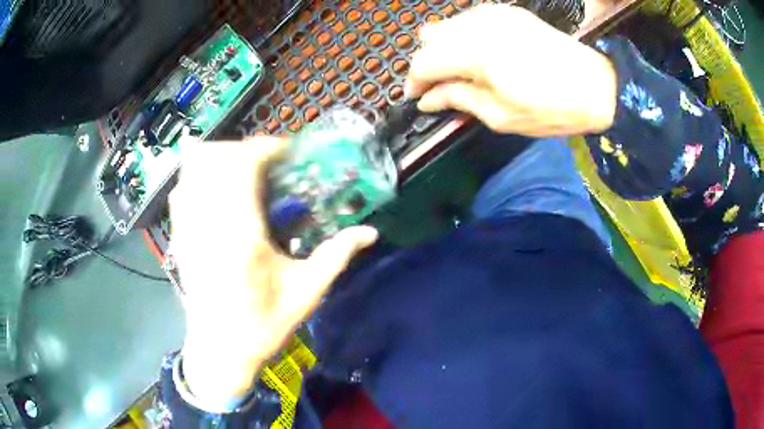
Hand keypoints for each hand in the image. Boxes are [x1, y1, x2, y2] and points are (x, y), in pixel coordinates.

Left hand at [169, 137, 377, 408]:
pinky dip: (200, 173)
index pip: (243, 167)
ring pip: (192, 166)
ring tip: (242, 169)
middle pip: (215, 157)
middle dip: (243, 148)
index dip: (265, 148)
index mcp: (241, 237)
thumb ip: (336, 256)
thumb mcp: (305, 294)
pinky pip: (182, 186)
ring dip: (219, 156)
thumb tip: (369, 232)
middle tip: (268, 162)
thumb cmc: (261, 325)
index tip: (286, 152)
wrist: (219, 348)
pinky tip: (218, 188)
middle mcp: (207, 224)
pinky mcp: (178, 234)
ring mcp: (187, 227)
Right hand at [405, 4, 616, 136]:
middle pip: (432, 39)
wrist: (598, 86)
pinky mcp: (508, 12)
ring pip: (448, 25)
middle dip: (428, 64)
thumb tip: (427, 99)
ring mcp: (494, 14)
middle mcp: (479, 25)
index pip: (425, 62)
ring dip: (444, 49)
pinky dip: (463, 36)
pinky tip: (474, 53)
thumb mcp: (502, 116)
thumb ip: (459, 100)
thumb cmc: (553, 109)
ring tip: (455, 72)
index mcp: (477, 53)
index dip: (415, 82)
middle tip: (438, 88)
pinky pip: (470, 20)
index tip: (417, 99)